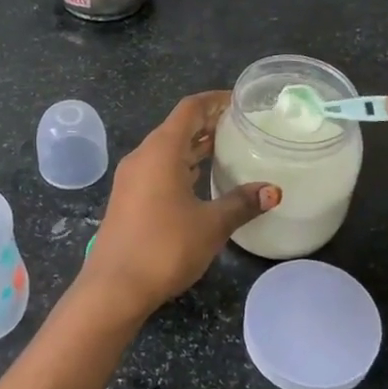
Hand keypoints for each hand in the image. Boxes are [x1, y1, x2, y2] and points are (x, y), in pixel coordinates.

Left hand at [78, 91, 278, 322]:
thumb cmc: (164, 247)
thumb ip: (242, 203)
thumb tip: (274, 190)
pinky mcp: (127, 198)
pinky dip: (180, 165)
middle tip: (239, 126)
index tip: (239, 101)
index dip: (214, 100)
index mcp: (161, 150)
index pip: (189, 109)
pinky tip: (199, 180)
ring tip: (225, 148)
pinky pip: (157, 168)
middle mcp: (142, 156)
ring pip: (166, 149)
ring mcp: (131, 178)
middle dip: (207, 123)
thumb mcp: (211, 225)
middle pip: (177, 127)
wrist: (113, 288)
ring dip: (193, 146)